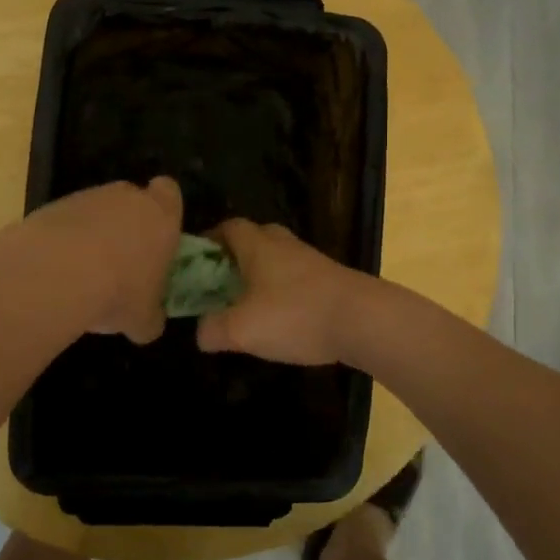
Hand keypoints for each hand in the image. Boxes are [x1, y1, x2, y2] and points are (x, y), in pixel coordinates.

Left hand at [24, 177, 182, 343]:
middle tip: (122, 262)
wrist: (57, 274)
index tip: (157, 234)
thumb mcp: (144, 320)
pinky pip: (66, 221)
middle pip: (131, 200)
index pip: (169, 193)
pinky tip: (56, 271)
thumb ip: (152, 315)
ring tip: (83, 274)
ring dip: (93, 234)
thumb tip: (150, 322)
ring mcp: (88, 197)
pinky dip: (64, 240)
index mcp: (161, 216)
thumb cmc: (119, 292)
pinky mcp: (53, 206)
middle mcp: (127, 197)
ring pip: (97, 211)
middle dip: (127, 224)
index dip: (164, 209)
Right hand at [196, 219, 368, 365]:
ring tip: (248, 306)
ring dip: (262, 276)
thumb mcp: (241, 329)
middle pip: (255, 238)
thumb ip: (213, 330)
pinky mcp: (331, 280)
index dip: (209, 240)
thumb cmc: (295, 315)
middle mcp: (284, 245)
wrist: (364, 320)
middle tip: (221, 283)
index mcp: (258, 245)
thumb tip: (201, 332)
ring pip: (278, 260)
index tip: (195, 262)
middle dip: (236, 257)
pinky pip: (298, 279)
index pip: (228, 227)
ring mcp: (312, 261)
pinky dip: (284, 292)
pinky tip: (281, 319)